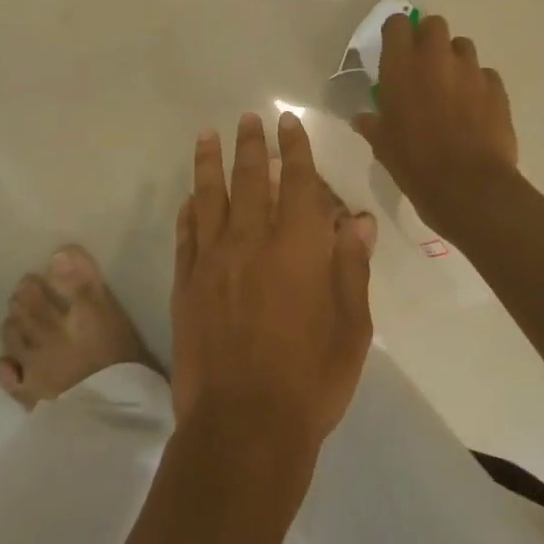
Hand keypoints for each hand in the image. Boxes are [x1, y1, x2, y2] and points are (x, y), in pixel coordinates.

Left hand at [172, 112, 372, 467]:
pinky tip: (189, 197)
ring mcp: (212, 260)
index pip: (297, 183)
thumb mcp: (351, 328)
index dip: (295, 149)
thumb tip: (358, 220)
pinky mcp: (186, 282)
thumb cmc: (310, 381)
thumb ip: (352, 267)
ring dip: (209, 162)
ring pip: (209, 196)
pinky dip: (188, 210)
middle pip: (250, 179)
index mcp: (297, 248)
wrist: (243, 426)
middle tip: (248, 118)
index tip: (288, 122)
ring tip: (208, 135)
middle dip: (251, 144)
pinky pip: (185, 234)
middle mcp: (251, 241)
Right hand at [352, 11, 518, 239]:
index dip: (396, 33)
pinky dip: (477, 84)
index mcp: (401, 65)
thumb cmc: (414, 162)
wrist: (468, 186)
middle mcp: (435, 58)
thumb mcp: (382, 144)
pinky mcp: (497, 88)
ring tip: (450, 86)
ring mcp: (470, 70)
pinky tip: (473, 108)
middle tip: (423, 65)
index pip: (397, 24)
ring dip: (454, 59)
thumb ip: (372, 123)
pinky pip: (485, 74)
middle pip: (434, 24)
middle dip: (428, 38)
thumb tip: (361, 119)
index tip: (393, 50)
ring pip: (463, 46)